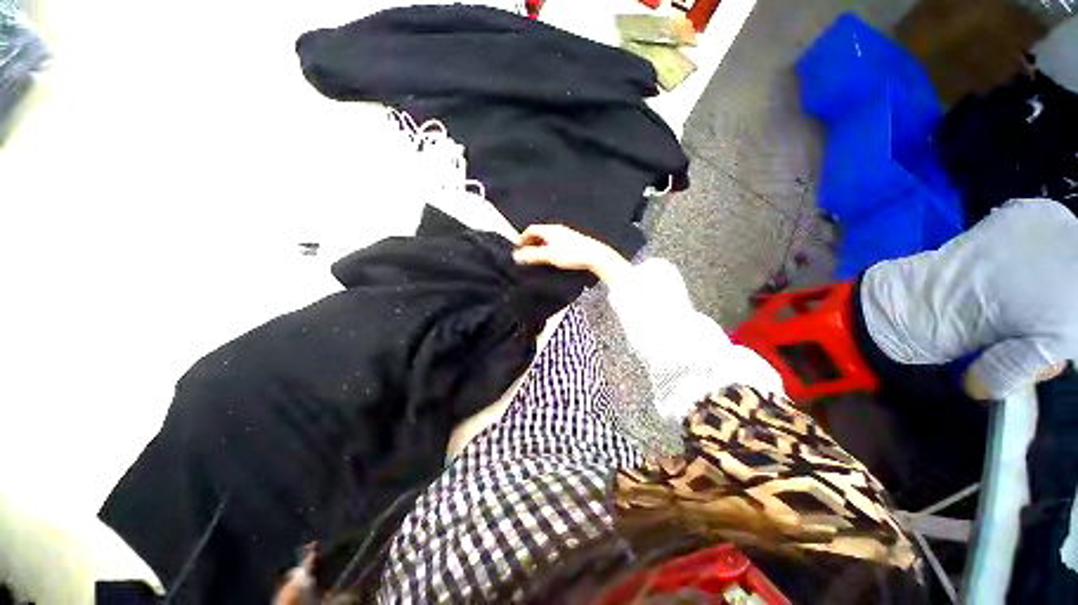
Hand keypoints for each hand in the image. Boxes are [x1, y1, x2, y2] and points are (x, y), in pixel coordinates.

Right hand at [512, 224, 630, 283]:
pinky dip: (550, 247)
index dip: (523, 237)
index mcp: (550, 229)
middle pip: (540, 232)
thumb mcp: (548, 256)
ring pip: (549, 237)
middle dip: (531, 241)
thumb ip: (532, 255)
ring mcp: (566, 234)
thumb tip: (516, 255)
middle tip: (527, 252)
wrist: (594, 255)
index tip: (518, 246)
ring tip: (538, 256)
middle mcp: (558, 229)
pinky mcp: (574, 240)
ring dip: (541, 245)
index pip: (531, 229)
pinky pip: (557, 241)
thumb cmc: (571, 254)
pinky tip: (553, 257)